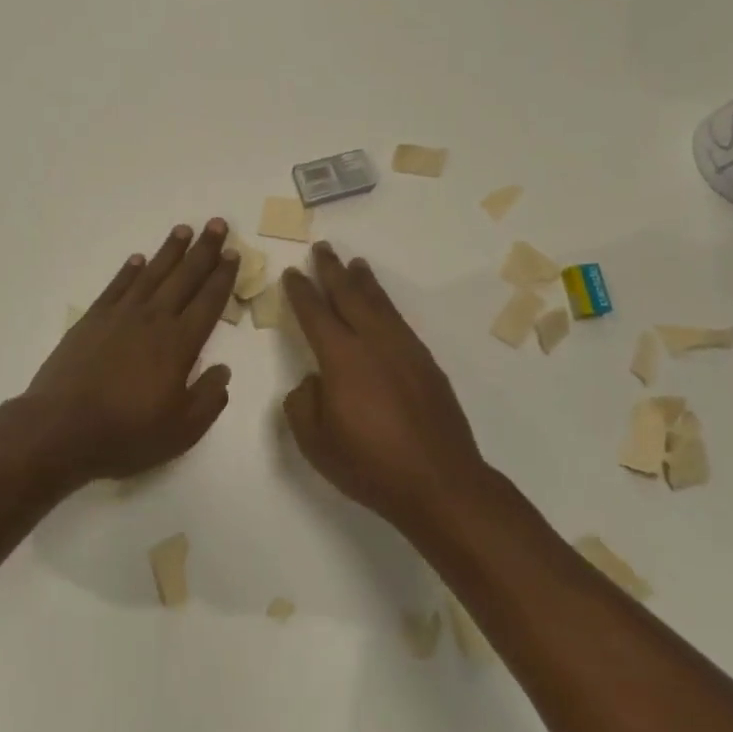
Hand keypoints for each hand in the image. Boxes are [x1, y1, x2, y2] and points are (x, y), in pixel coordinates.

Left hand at [27, 219, 238, 484]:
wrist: (61, 428)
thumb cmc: (126, 433)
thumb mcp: (182, 430)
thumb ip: (208, 398)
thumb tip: (223, 370)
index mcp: (180, 344)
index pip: (208, 302)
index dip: (223, 276)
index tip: (233, 253)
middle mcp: (153, 320)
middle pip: (184, 277)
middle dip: (204, 250)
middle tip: (217, 223)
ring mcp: (120, 316)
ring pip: (152, 274)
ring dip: (169, 251)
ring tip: (184, 230)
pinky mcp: (92, 320)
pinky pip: (116, 286)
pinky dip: (129, 270)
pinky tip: (138, 259)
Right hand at [281, 243, 488, 533]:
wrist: (439, 482)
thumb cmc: (369, 464)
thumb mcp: (315, 442)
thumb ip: (303, 403)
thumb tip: (313, 382)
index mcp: (341, 357)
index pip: (315, 313)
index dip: (301, 291)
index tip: (293, 272)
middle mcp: (373, 342)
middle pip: (349, 295)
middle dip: (332, 270)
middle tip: (322, 248)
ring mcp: (404, 349)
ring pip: (380, 303)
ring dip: (364, 282)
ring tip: (356, 264)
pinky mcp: (426, 363)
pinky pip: (400, 321)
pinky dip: (387, 305)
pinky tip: (383, 307)